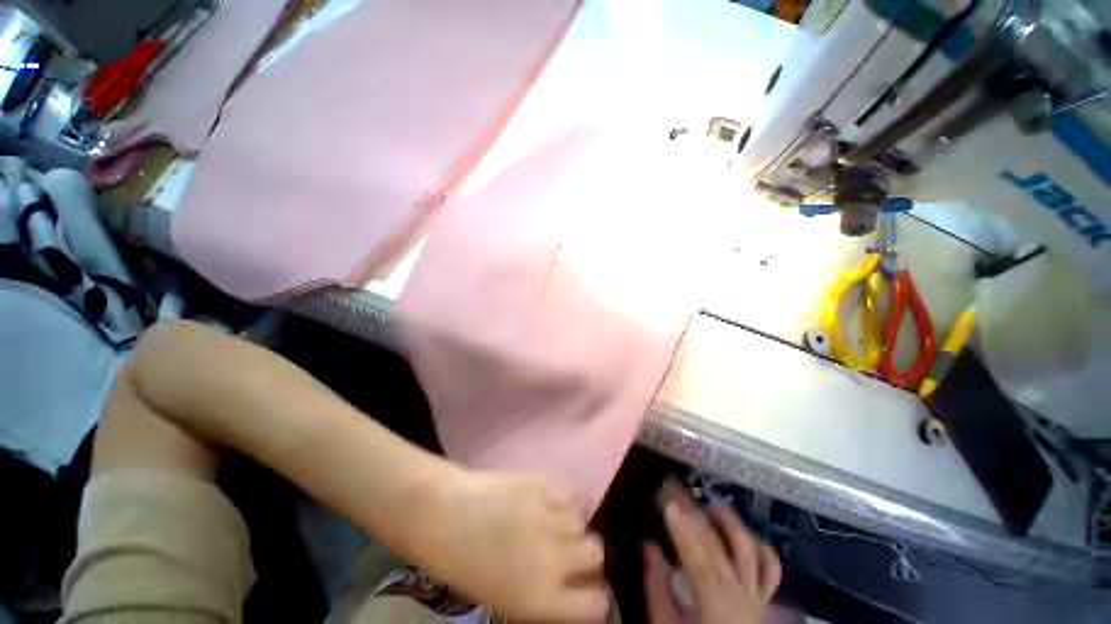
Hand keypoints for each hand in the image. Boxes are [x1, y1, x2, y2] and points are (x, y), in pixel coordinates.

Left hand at [407, 469, 609, 622]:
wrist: (446, 513)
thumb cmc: (465, 563)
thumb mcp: (506, 597)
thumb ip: (546, 593)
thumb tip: (570, 583)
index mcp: (541, 598)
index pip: (597, 604)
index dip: (594, 594)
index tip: (585, 586)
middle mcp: (555, 559)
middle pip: (596, 554)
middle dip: (585, 554)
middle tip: (565, 548)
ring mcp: (552, 516)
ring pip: (582, 520)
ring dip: (569, 523)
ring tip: (546, 520)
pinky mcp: (545, 483)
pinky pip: (569, 493)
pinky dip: (561, 498)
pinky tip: (542, 500)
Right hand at [643, 481, 780, 623]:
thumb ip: (657, 588)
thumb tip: (649, 547)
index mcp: (716, 606)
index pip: (698, 561)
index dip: (683, 532)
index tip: (669, 505)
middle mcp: (742, 596)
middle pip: (720, 548)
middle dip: (696, 516)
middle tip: (677, 491)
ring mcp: (757, 594)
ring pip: (750, 551)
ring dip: (730, 523)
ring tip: (710, 505)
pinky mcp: (764, 596)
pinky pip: (770, 567)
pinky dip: (759, 546)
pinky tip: (744, 532)